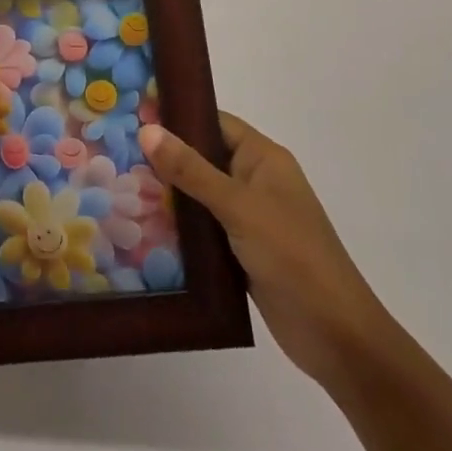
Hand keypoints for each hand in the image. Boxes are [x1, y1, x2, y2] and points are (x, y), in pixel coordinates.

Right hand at [139, 114, 389, 385]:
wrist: (336, 335)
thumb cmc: (292, 255)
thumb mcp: (238, 206)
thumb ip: (191, 169)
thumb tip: (147, 129)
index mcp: (263, 158)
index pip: (213, 122)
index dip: (176, 117)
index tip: (133, 114)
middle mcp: (255, 181)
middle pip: (202, 157)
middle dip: (164, 157)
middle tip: (115, 152)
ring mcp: (249, 217)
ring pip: (199, 194)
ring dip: (167, 193)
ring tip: (118, 186)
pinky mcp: (241, 250)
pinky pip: (202, 227)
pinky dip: (178, 226)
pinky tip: (142, 226)